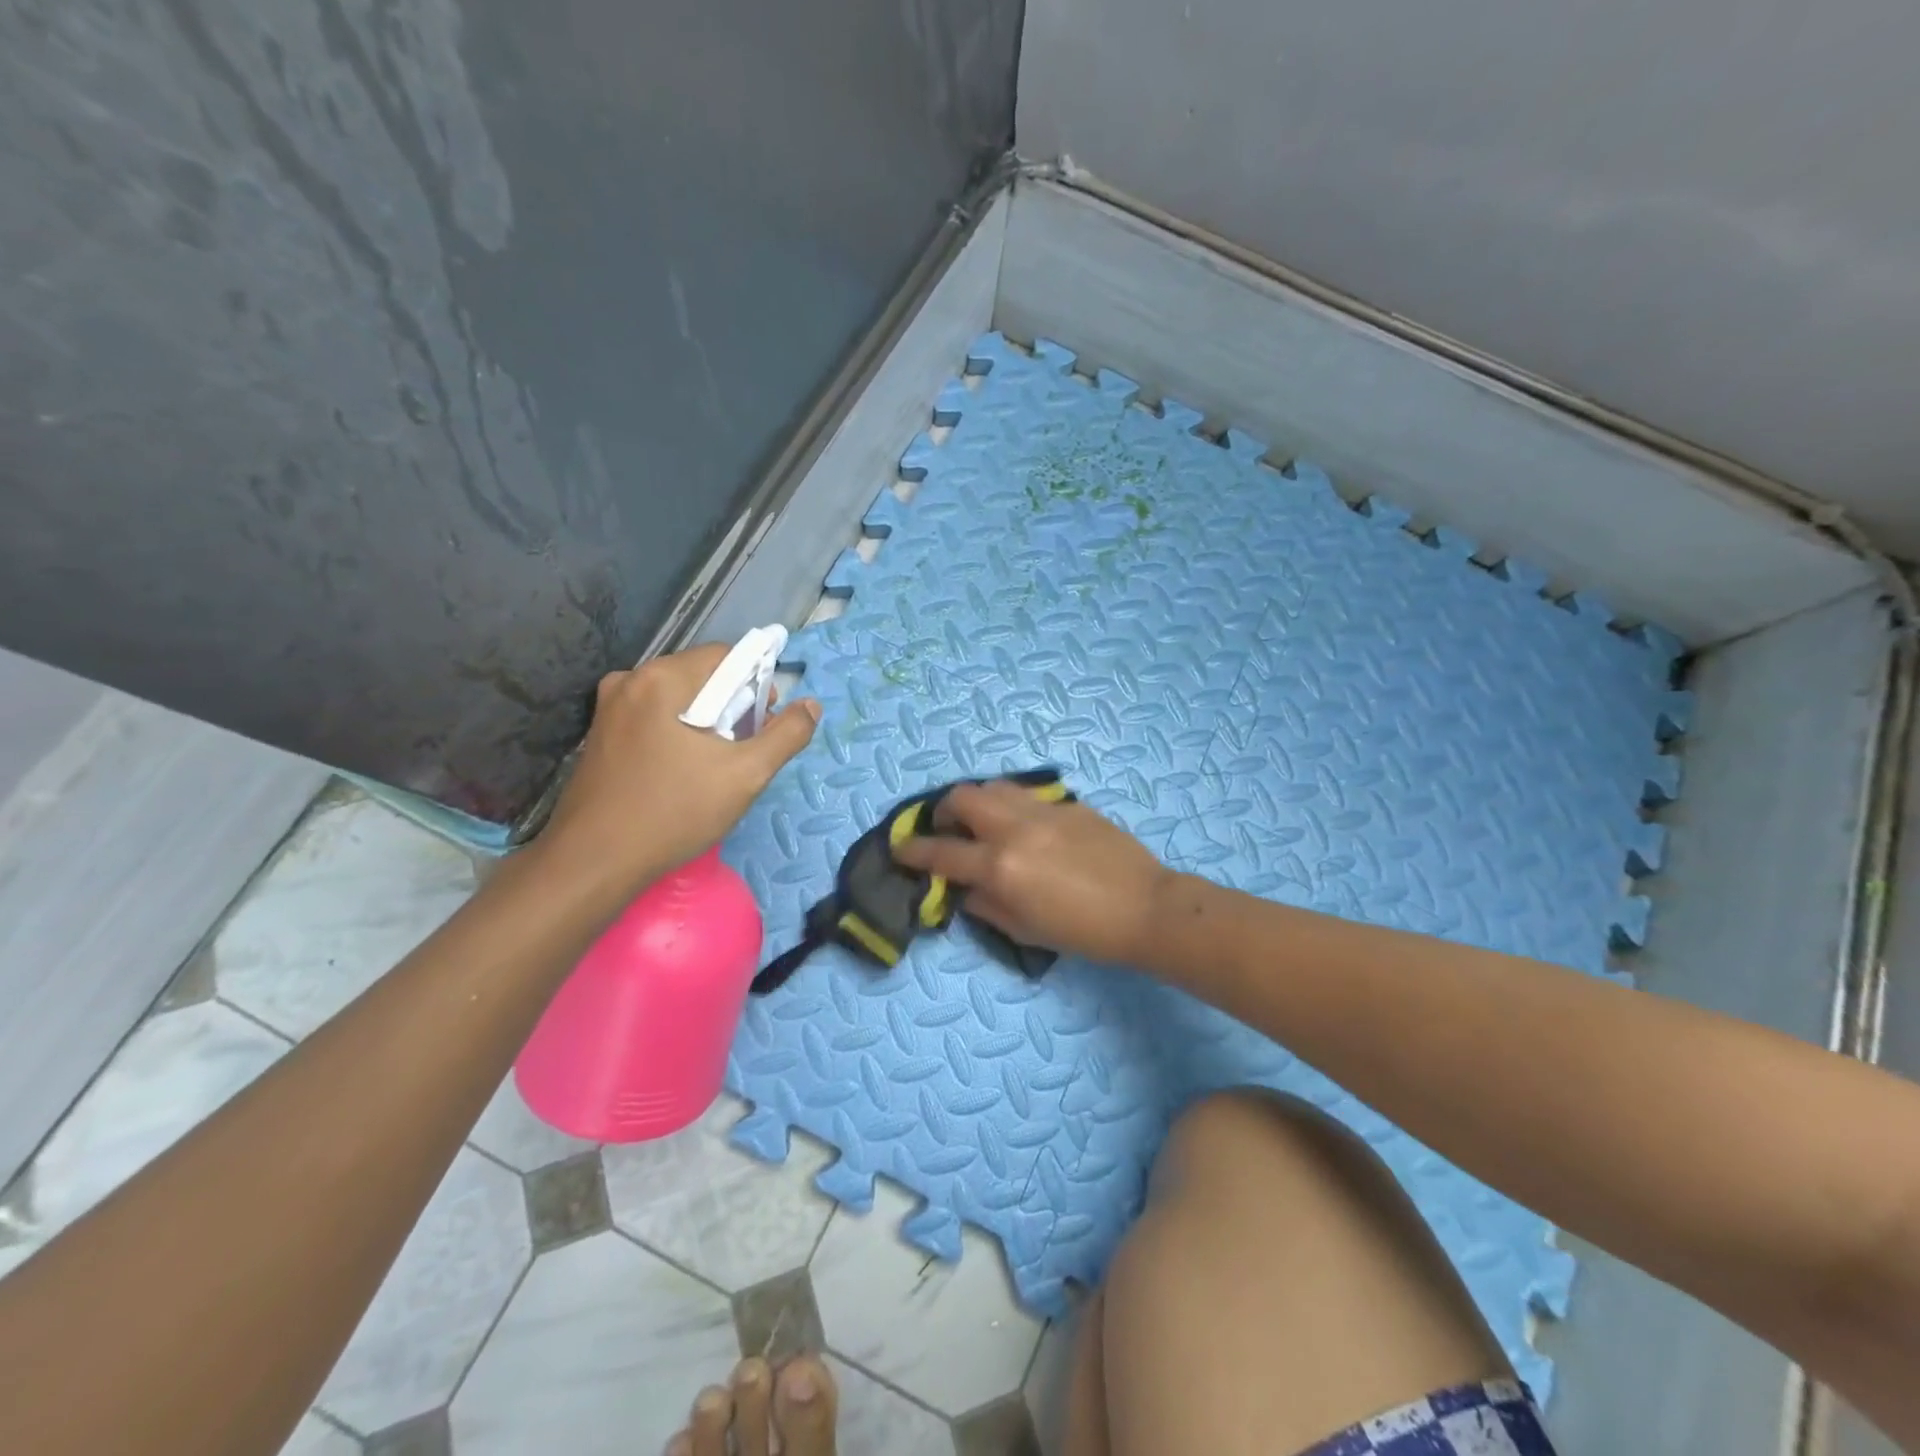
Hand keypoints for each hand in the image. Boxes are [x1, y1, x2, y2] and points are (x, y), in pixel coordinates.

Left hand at [537, 644, 819, 892]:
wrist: (594, 862)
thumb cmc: (674, 812)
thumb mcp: (746, 774)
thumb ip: (786, 735)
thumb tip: (811, 705)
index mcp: (662, 678)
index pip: (727, 656)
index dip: (757, 685)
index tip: (765, 724)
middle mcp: (630, 680)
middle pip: (701, 676)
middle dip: (732, 706)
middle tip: (744, 750)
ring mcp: (609, 708)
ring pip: (678, 699)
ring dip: (707, 722)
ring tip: (717, 765)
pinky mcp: (600, 734)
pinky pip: (654, 718)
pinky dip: (678, 733)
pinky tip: (684, 771)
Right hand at [892, 781, 1174, 964]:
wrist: (1144, 908)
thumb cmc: (1083, 932)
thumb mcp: (1024, 931)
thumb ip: (985, 905)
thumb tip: (964, 889)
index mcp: (1000, 866)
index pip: (941, 852)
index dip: (914, 851)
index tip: (901, 849)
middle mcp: (1015, 829)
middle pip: (962, 797)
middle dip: (944, 811)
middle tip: (949, 829)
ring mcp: (1043, 810)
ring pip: (994, 786)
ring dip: (978, 801)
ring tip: (984, 822)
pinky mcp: (1068, 804)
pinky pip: (1027, 795)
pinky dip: (1012, 805)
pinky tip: (1025, 826)